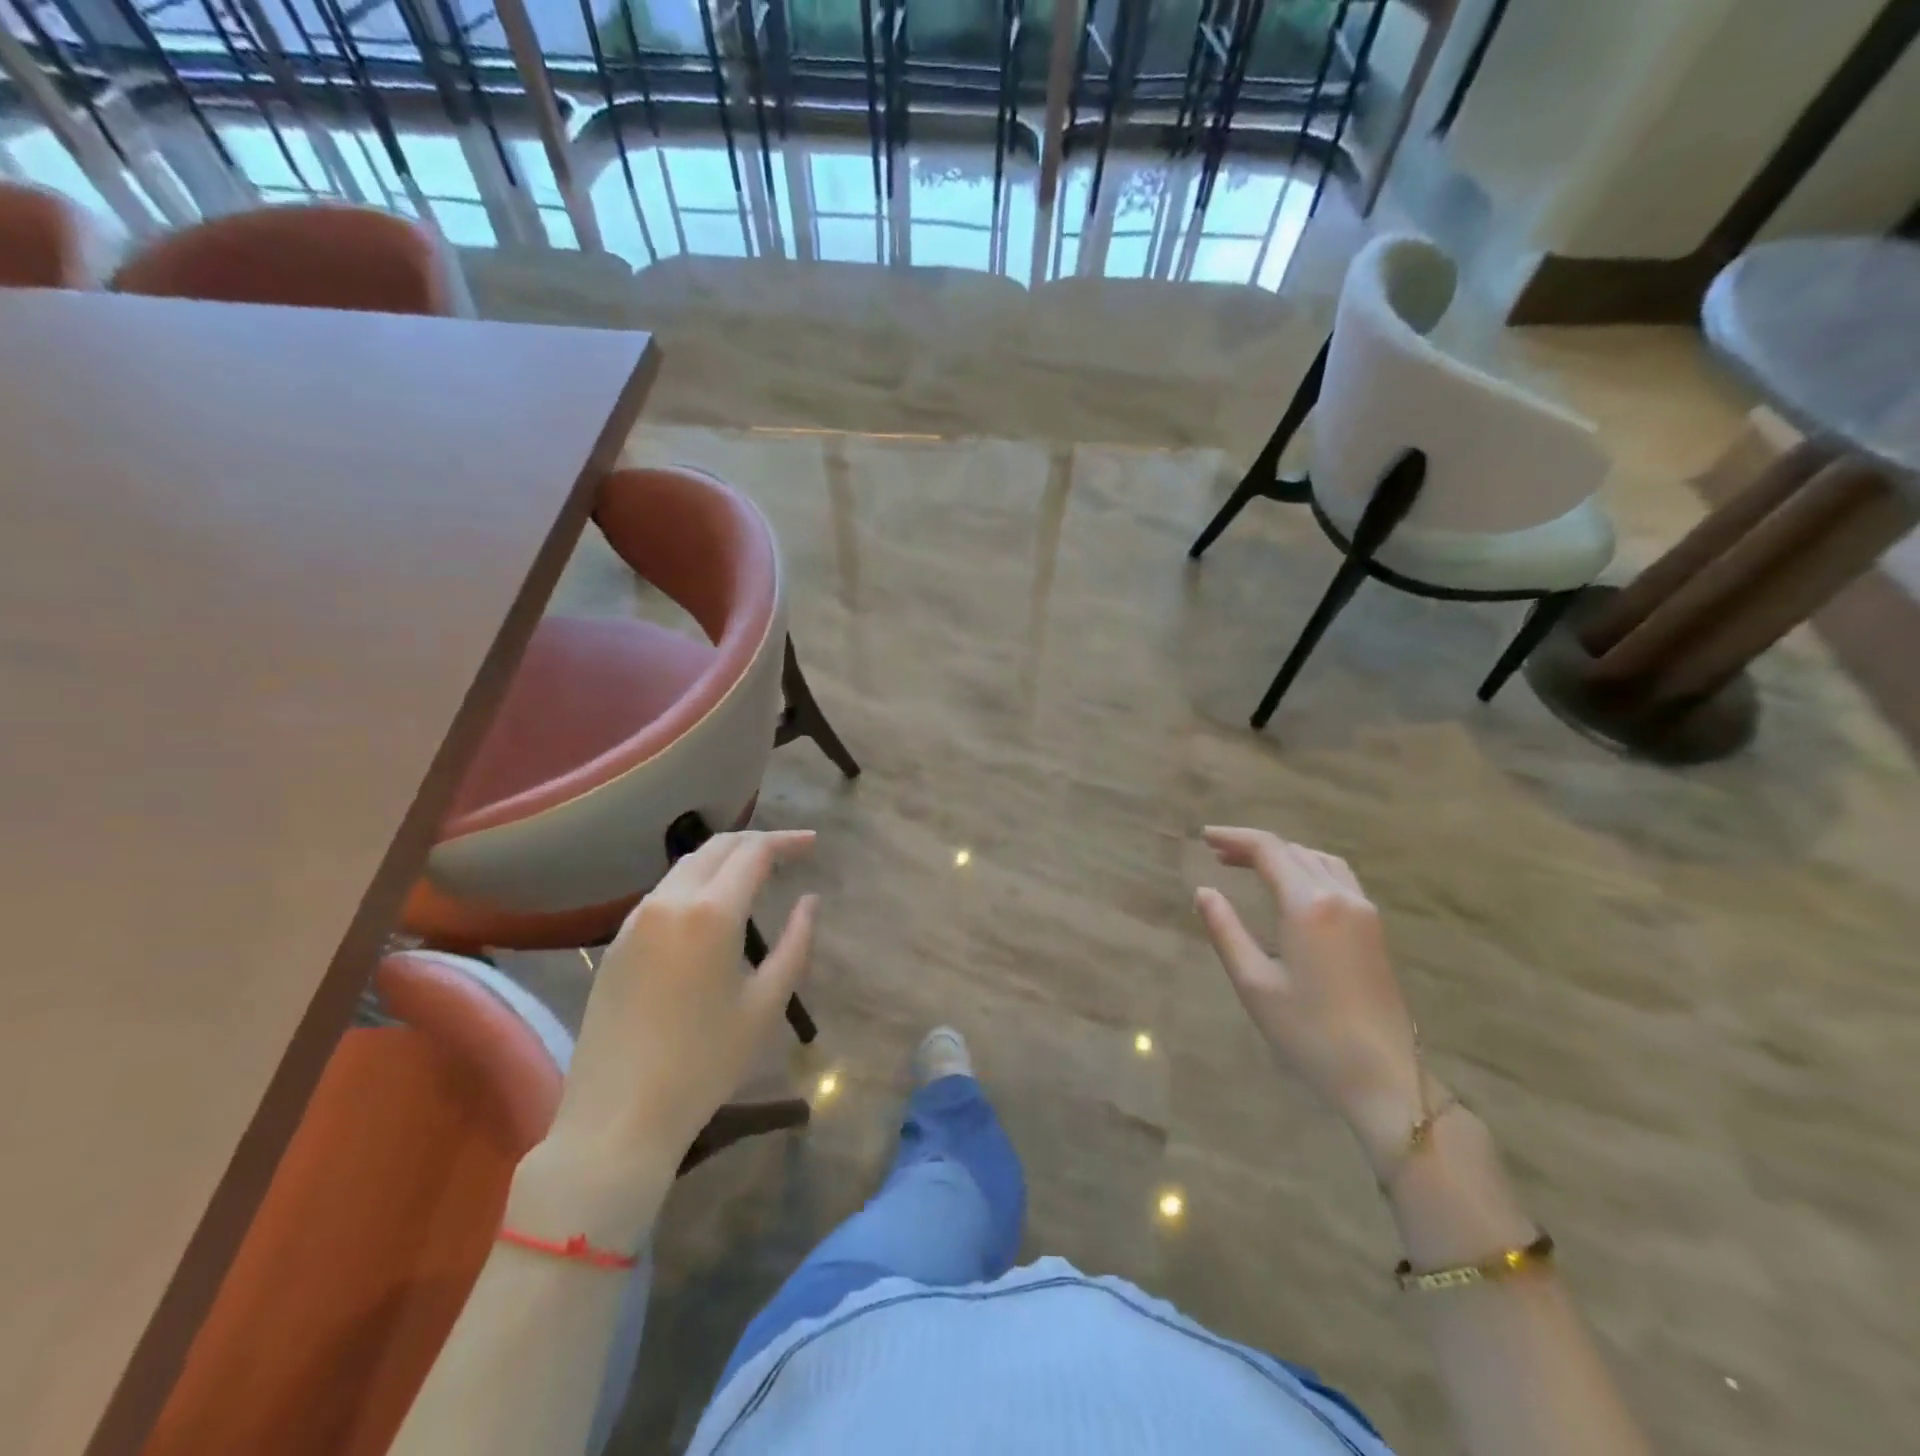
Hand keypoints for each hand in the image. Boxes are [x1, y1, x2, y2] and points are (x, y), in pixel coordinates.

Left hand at [548, 830, 817, 1166]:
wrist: (617, 1117)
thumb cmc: (704, 1064)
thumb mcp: (765, 1005)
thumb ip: (795, 944)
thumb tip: (809, 901)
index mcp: (711, 913)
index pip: (754, 853)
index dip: (787, 841)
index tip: (814, 844)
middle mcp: (669, 902)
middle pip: (716, 847)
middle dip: (756, 841)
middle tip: (790, 852)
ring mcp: (636, 921)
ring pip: (686, 867)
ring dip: (724, 859)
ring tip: (755, 874)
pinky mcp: (617, 943)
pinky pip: (663, 893)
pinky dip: (696, 883)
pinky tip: (712, 908)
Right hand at [1195, 827, 1430, 1170]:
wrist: (1383, 1076)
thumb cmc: (1309, 1032)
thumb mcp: (1254, 983)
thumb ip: (1226, 930)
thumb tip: (1204, 891)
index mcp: (1309, 905)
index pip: (1268, 850)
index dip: (1234, 837)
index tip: (1204, 837)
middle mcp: (1340, 896)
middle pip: (1293, 850)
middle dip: (1254, 846)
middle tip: (1217, 854)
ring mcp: (1364, 910)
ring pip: (1318, 860)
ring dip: (1283, 854)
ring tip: (1249, 865)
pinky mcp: (1374, 929)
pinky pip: (1337, 877)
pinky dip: (1307, 868)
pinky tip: (1291, 888)